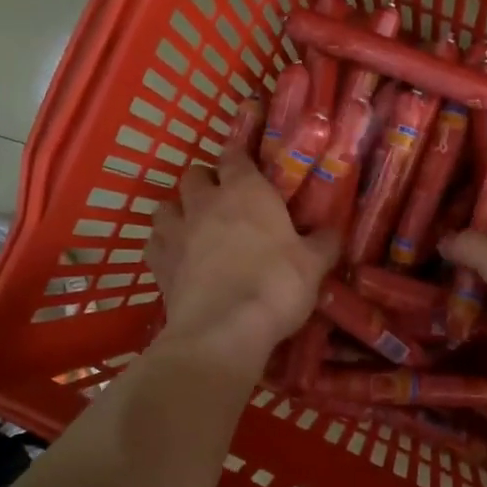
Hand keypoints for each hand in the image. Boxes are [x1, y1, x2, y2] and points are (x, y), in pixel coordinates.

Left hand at [145, 145, 338, 372]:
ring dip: (178, 210)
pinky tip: (177, 257)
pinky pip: (154, 242)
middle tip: (224, 200)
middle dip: (207, 182)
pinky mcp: (159, 263)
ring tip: (193, 227)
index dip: (239, 157)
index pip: (235, 155)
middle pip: (195, 174)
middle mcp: (206, 202)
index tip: (248, 165)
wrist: (224, 330)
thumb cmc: (276, 286)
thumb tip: (333, 231)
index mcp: (246, 191)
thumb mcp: (314, 265)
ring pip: (166, 205)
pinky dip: (163, 244)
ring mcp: (177, 231)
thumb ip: (323, 242)